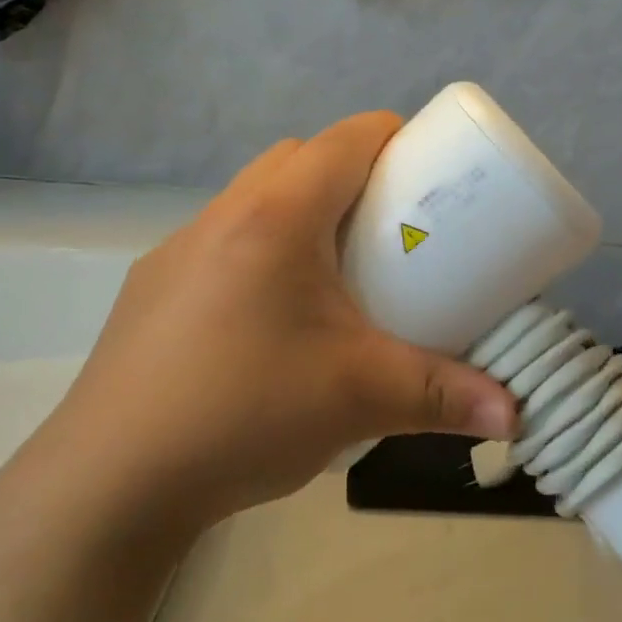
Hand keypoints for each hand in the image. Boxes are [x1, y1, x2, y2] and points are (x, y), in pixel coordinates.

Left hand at [40, 113, 515, 537]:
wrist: (106, 486)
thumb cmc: (244, 414)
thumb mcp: (359, 398)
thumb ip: (444, 398)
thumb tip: (516, 414)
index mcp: (275, 219)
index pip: (343, 140)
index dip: (391, 135)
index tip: (427, 166)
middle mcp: (221, 217)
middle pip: (297, 158)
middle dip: (349, 170)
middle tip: (390, 221)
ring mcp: (177, 253)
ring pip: (253, 196)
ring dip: (299, 207)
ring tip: (336, 266)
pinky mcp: (153, 291)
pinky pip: (222, 239)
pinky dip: (261, 247)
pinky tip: (273, 315)